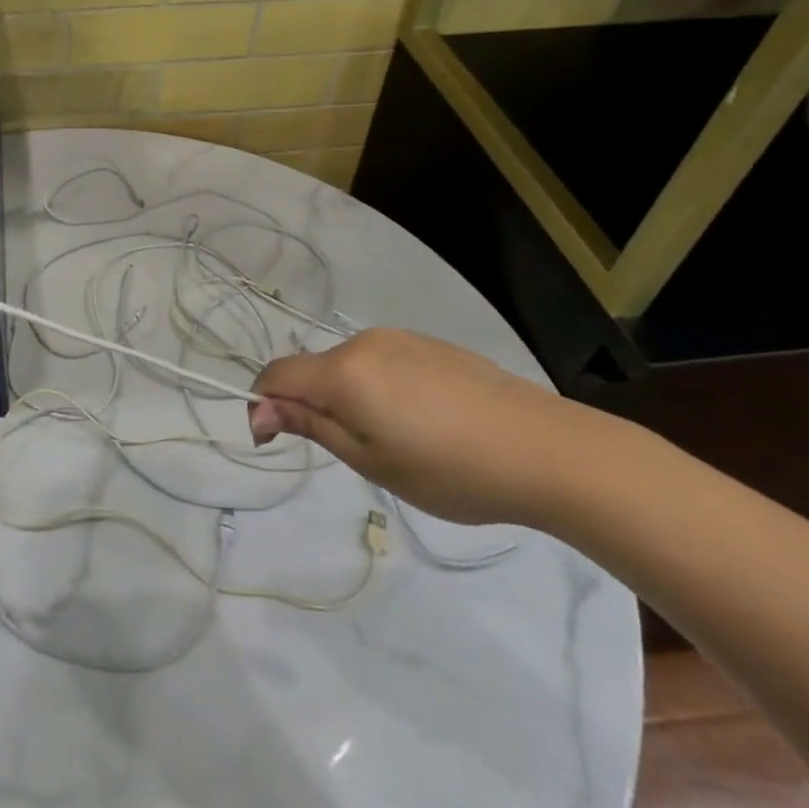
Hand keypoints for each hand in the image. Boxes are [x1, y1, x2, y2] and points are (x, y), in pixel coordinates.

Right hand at [249, 329, 600, 526]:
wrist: (548, 449)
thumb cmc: (450, 469)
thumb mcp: (371, 460)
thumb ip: (311, 426)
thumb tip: (260, 411)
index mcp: (344, 371)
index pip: (276, 374)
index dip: (264, 405)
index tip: (276, 443)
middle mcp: (365, 343)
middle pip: (313, 370)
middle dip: (312, 405)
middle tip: (354, 454)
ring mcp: (401, 339)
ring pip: (349, 366)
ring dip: (347, 397)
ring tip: (394, 441)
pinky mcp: (431, 344)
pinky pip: (382, 362)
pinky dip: (378, 388)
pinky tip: (423, 421)